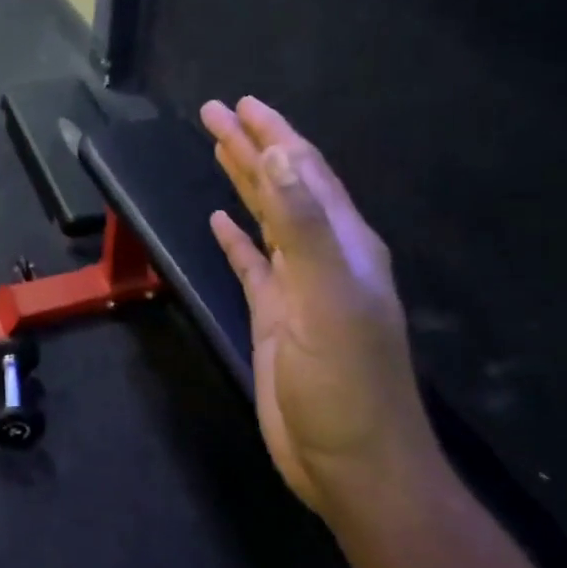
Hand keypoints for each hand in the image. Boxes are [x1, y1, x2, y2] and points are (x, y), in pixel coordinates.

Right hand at [201, 98, 442, 518]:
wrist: (351, 464)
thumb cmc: (345, 382)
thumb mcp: (328, 298)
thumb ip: (303, 224)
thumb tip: (276, 154)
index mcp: (343, 244)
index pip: (304, 172)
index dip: (274, 135)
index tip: (242, 103)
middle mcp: (324, 256)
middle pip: (284, 186)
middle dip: (251, 146)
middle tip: (214, 113)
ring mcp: (299, 287)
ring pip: (268, 218)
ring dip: (244, 182)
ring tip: (218, 149)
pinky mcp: (276, 315)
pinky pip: (252, 262)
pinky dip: (236, 237)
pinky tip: (219, 221)